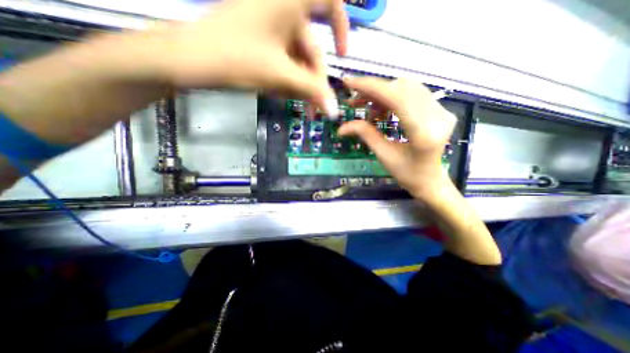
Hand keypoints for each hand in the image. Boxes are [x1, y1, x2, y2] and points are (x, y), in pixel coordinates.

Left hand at [156, 0, 343, 115]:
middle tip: (315, 107)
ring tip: (292, 102)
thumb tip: (335, 110)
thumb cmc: (235, 59)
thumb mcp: (280, 75)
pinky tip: (280, 93)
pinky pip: (284, 61)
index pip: (329, 2)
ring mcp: (271, 26)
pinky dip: (287, 78)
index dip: (341, 26)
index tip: (342, 54)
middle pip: (311, 49)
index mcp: (290, 1)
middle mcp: (283, 8)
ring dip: (299, 83)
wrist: (189, 61)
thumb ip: (312, 91)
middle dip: (313, 80)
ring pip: (297, 59)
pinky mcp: (261, 40)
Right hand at [337, 78, 454, 198]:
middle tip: (355, 101)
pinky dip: (393, 98)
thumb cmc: (407, 174)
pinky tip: (382, 111)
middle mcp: (438, 116)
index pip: (396, 97)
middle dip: (374, 91)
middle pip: (402, 88)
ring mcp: (442, 111)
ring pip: (407, 88)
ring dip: (383, 94)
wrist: (431, 180)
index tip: (349, 82)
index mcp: (423, 132)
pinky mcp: (440, 110)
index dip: (371, 87)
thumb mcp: (383, 155)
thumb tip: (341, 127)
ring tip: (368, 109)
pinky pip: (413, 94)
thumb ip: (365, 134)